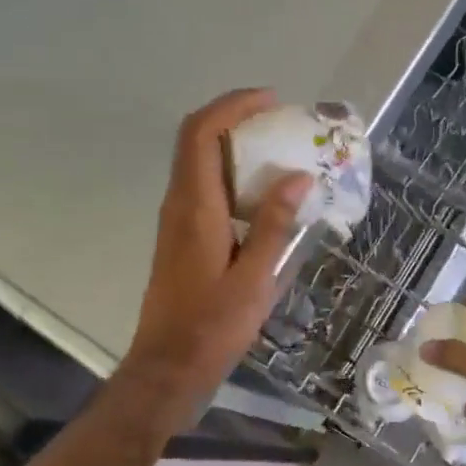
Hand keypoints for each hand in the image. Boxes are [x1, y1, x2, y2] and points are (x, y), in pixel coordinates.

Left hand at [124, 90, 311, 408]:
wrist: (169, 365)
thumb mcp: (254, 278)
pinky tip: (262, 192)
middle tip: (279, 121)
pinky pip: (203, 185)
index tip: (271, 100)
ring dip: (233, 143)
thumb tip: (297, 177)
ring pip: (199, 161)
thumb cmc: (213, 325)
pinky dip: (230, 172)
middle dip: (235, 118)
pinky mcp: (181, 235)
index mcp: (195, 207)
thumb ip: (274, 224)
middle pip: (196, 139)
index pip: (201, 133)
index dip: (233, 106)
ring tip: (279, 150)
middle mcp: (179, 203)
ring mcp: (176, 219)